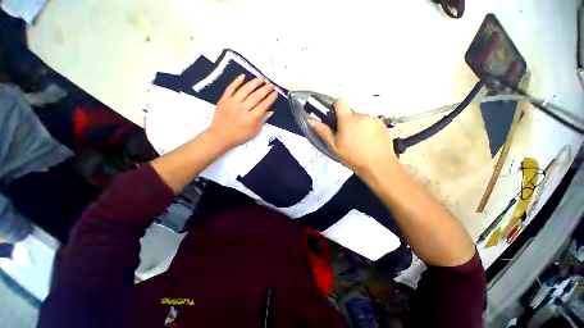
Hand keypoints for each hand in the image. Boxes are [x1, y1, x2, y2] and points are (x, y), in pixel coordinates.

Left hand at [206, 75, 277, 149]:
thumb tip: (270, 111)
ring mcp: (232, 103)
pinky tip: (243, 76)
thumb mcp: (254, 132)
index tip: (276, 93)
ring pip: (245, 89)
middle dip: (265, 89)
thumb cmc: (239, 136)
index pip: (264, 105)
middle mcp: (243, 109)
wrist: (220, 136)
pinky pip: (231, 88)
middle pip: (256, 96)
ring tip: (261, 79)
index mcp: (251, 118)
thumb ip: (262, 121)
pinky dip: (237, 81)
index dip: (271, 98)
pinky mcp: (224, 99)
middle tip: (271, 85)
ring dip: (254, 83)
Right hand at [309, 99, 399, 176]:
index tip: (335, 117)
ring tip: (359, 140)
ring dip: (358, 125)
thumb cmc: (352, 157)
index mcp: (348, 120)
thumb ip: (323, 131)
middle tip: (347, 136)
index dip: (336, 106)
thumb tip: (310, 120)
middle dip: (347, 121)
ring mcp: (374, 119)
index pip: (341, 102)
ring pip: (361, 118)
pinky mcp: (383, 124)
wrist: (378, 166)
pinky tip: (369, 140)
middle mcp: (361, 115)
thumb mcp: (334, 146)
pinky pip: (371, 122)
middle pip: (351, 113)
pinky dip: (368, 128)